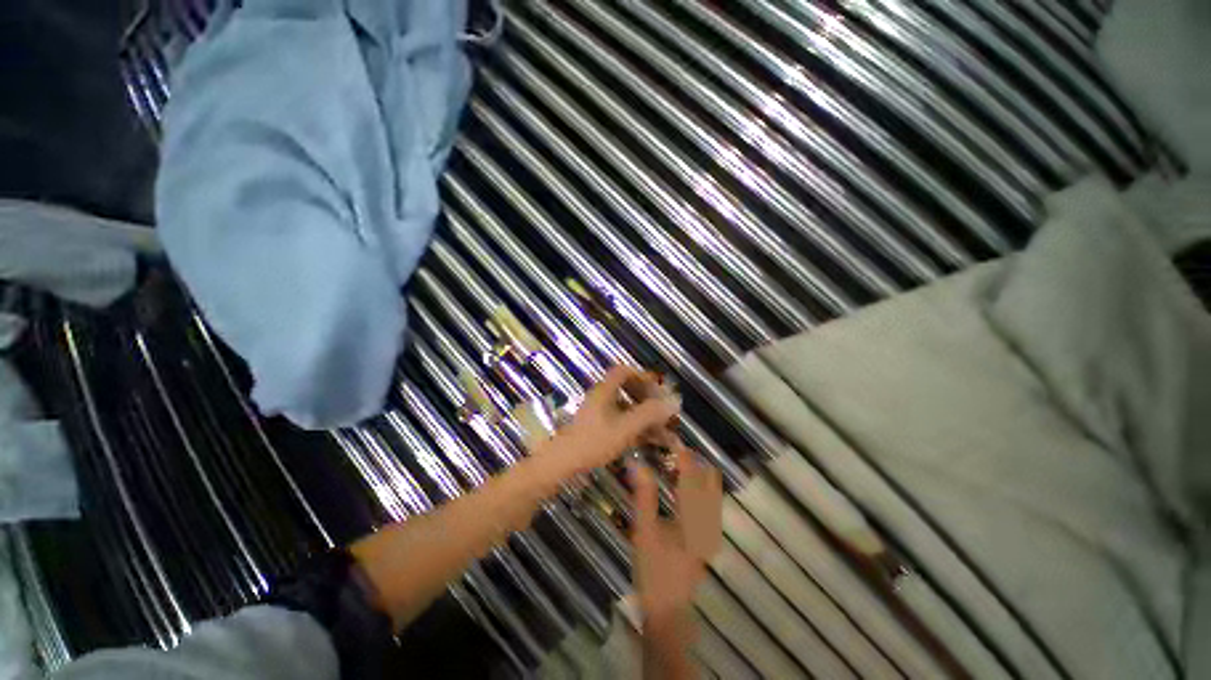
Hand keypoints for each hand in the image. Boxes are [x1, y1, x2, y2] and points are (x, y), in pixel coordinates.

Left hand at [532, 366, 679, 478]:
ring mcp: (600, 414)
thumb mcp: (625, 427)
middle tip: (665, 410)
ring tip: (666, 431)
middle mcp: (602, 399)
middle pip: (628, 390)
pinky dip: (638, 428)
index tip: (658, 386)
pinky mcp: (599, 429)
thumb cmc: (593, 442)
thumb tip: (674, 401)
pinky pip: (623, 422)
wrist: (563, 464)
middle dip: (649, 399)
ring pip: (627, 409)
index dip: (641, 375)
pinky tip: (652, 441)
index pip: (623, 371)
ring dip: (646, 417)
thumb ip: (649, 414)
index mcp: (605, 391)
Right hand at [632, 444, 722, 621]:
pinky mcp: (705, 536)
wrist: (668, 610)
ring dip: (695, 473)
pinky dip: (695, 487)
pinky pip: (706, 502)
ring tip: (673, 462)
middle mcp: (708, 520)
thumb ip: (643, 496)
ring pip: (709, 490)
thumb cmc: (654, 571)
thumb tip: (638, 464)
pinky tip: (678, 486)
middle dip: (693, 461)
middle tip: (670, 450)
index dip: (683, 454)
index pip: (692, 476)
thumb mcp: (644, 531)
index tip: (670, 439)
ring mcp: (709, 529)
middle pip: (708, 480)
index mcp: (694, 517)